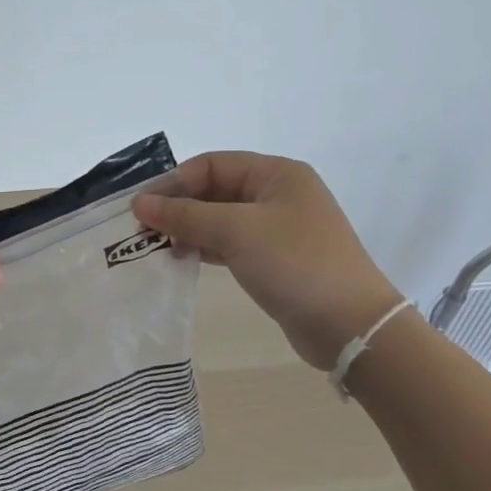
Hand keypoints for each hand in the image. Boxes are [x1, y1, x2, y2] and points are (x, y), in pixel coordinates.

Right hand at [133, 152, 400, 369]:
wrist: (350, 325)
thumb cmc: (295, 263)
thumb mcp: (236, 231)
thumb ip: (185, 215)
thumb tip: (139, 203)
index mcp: (276, 174)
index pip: (212, 164)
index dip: (174, 182)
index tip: (140, 207)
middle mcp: (277, 194)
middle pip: (214, 190)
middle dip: (178, 207)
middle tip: (142, 230)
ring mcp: (277, 228)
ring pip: (219, 219)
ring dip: (188, 229)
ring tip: (156, 247)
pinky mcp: (274, 259)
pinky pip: (229, 243)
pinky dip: (204, 248)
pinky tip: (180, 259)